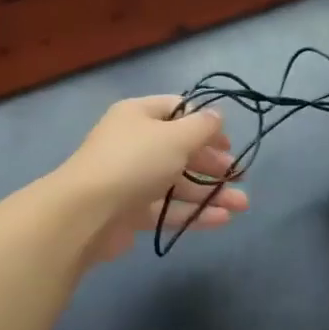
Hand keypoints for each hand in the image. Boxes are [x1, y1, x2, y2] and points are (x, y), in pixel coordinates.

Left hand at [55, 96, 248, 264]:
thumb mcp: (175, 137)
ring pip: (177, 182)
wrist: (86, 213)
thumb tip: (217, 115)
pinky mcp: (130, 211)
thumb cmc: (134, 162)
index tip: (229, 142)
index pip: (177, 110)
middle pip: (179, 148)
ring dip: (210, 192)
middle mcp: (134, 143)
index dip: (205, 123)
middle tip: (240, 176)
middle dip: (212, 162)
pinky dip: (193, 212)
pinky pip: (167, 208)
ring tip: (242, 205)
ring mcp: (131, 179)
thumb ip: (202, 127)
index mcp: (138, 115)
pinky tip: (222, 220)